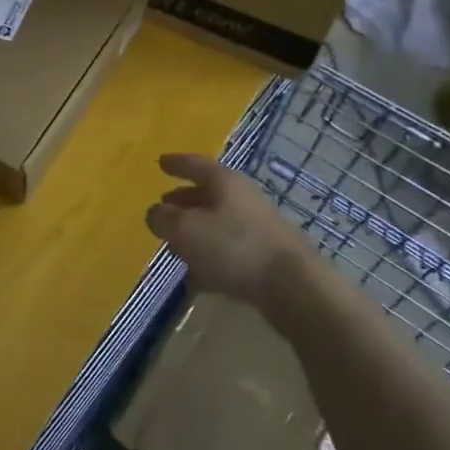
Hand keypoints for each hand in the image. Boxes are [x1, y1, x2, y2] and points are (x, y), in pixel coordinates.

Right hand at [146, 155, 308, 312]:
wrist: (293, 287)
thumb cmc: (234, 247)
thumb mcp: (185, 229)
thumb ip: (162, 218)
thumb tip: (156, 213)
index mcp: (224, 182)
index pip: (194, 164)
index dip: (175, 163)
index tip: (160, 162)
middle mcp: (242, 199)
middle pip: (207, 194)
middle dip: (183, 201)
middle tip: (164, 206)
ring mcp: (257, 228)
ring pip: (217, 225)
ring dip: (195, 234)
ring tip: (174, 248)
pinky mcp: (265, 257)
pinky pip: (229, 252)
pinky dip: (210, 260)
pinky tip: (196, 280)